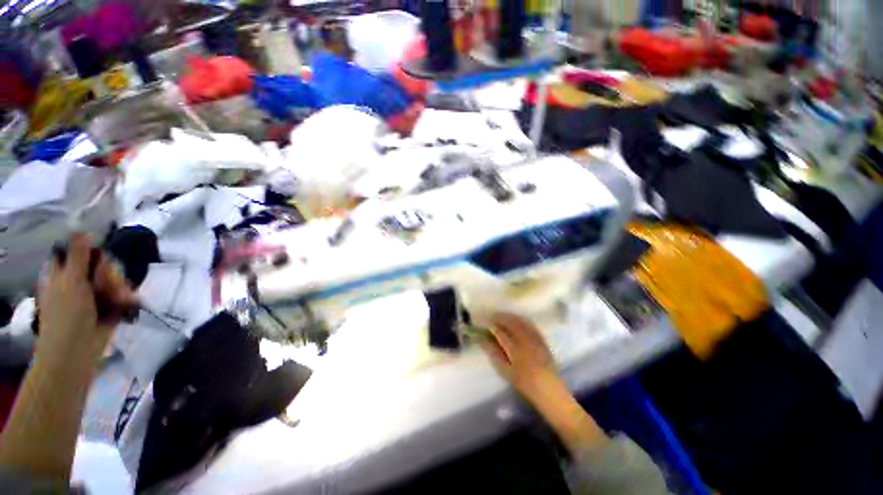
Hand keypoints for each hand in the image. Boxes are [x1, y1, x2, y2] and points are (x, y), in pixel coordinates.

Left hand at [38, 233, 136, 355]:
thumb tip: (83, 231)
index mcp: (64, 272)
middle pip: (102, 264)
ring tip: (119, 299)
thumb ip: (77, 255)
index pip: (81, 252)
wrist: (77, 350)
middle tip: (107, 284)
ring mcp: (94, 295)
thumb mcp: (71, 280)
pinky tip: (127, 303)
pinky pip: (123, 294)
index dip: (92, 252)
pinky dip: (127, 297)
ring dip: (120, 287)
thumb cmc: (67, 314)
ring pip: (115, 279)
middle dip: (110, 273)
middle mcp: (79, 281)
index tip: (99, 258)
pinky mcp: (110, 306)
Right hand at [481, 313, 559, 401]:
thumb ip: (493, 353)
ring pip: (521, 323)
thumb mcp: (505, 370)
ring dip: (511, 317)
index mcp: (515, 350)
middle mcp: (525, 341)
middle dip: (501, 318)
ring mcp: (535, 339)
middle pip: (511, 324)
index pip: (501, 333)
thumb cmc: (523, 381)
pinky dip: (522, 320)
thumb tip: (482, 340)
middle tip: (492, 316)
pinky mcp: (541, 339)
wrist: (548, 387)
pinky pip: (530, 325)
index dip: (492, 326)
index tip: (485, 323)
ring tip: (502, 316)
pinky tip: (517, 320)